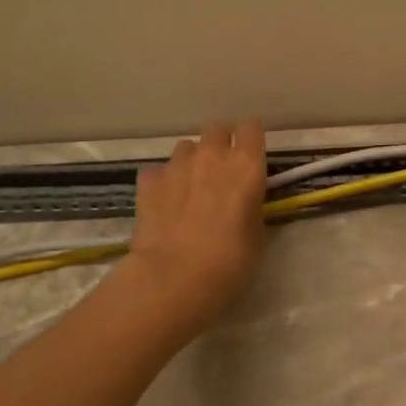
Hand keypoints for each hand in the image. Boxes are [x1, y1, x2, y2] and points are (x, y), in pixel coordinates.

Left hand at [127, 119, 266, 319]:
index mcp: (247, 165)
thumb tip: (243, 202)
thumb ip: (251, 206)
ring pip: (186, 147)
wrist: (173, 277)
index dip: (251, 139)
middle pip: (217, 128)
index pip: (252, 128)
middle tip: (223, 168)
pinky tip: (165, 203)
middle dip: (221, 142)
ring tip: (191, 187)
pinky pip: (159, 171)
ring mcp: (176, 165)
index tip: (252, 155)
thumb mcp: (257, 234)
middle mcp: (212, 155)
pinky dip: (164, 182)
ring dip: (192, 160)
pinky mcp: (148, 181)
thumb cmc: (230, 261)